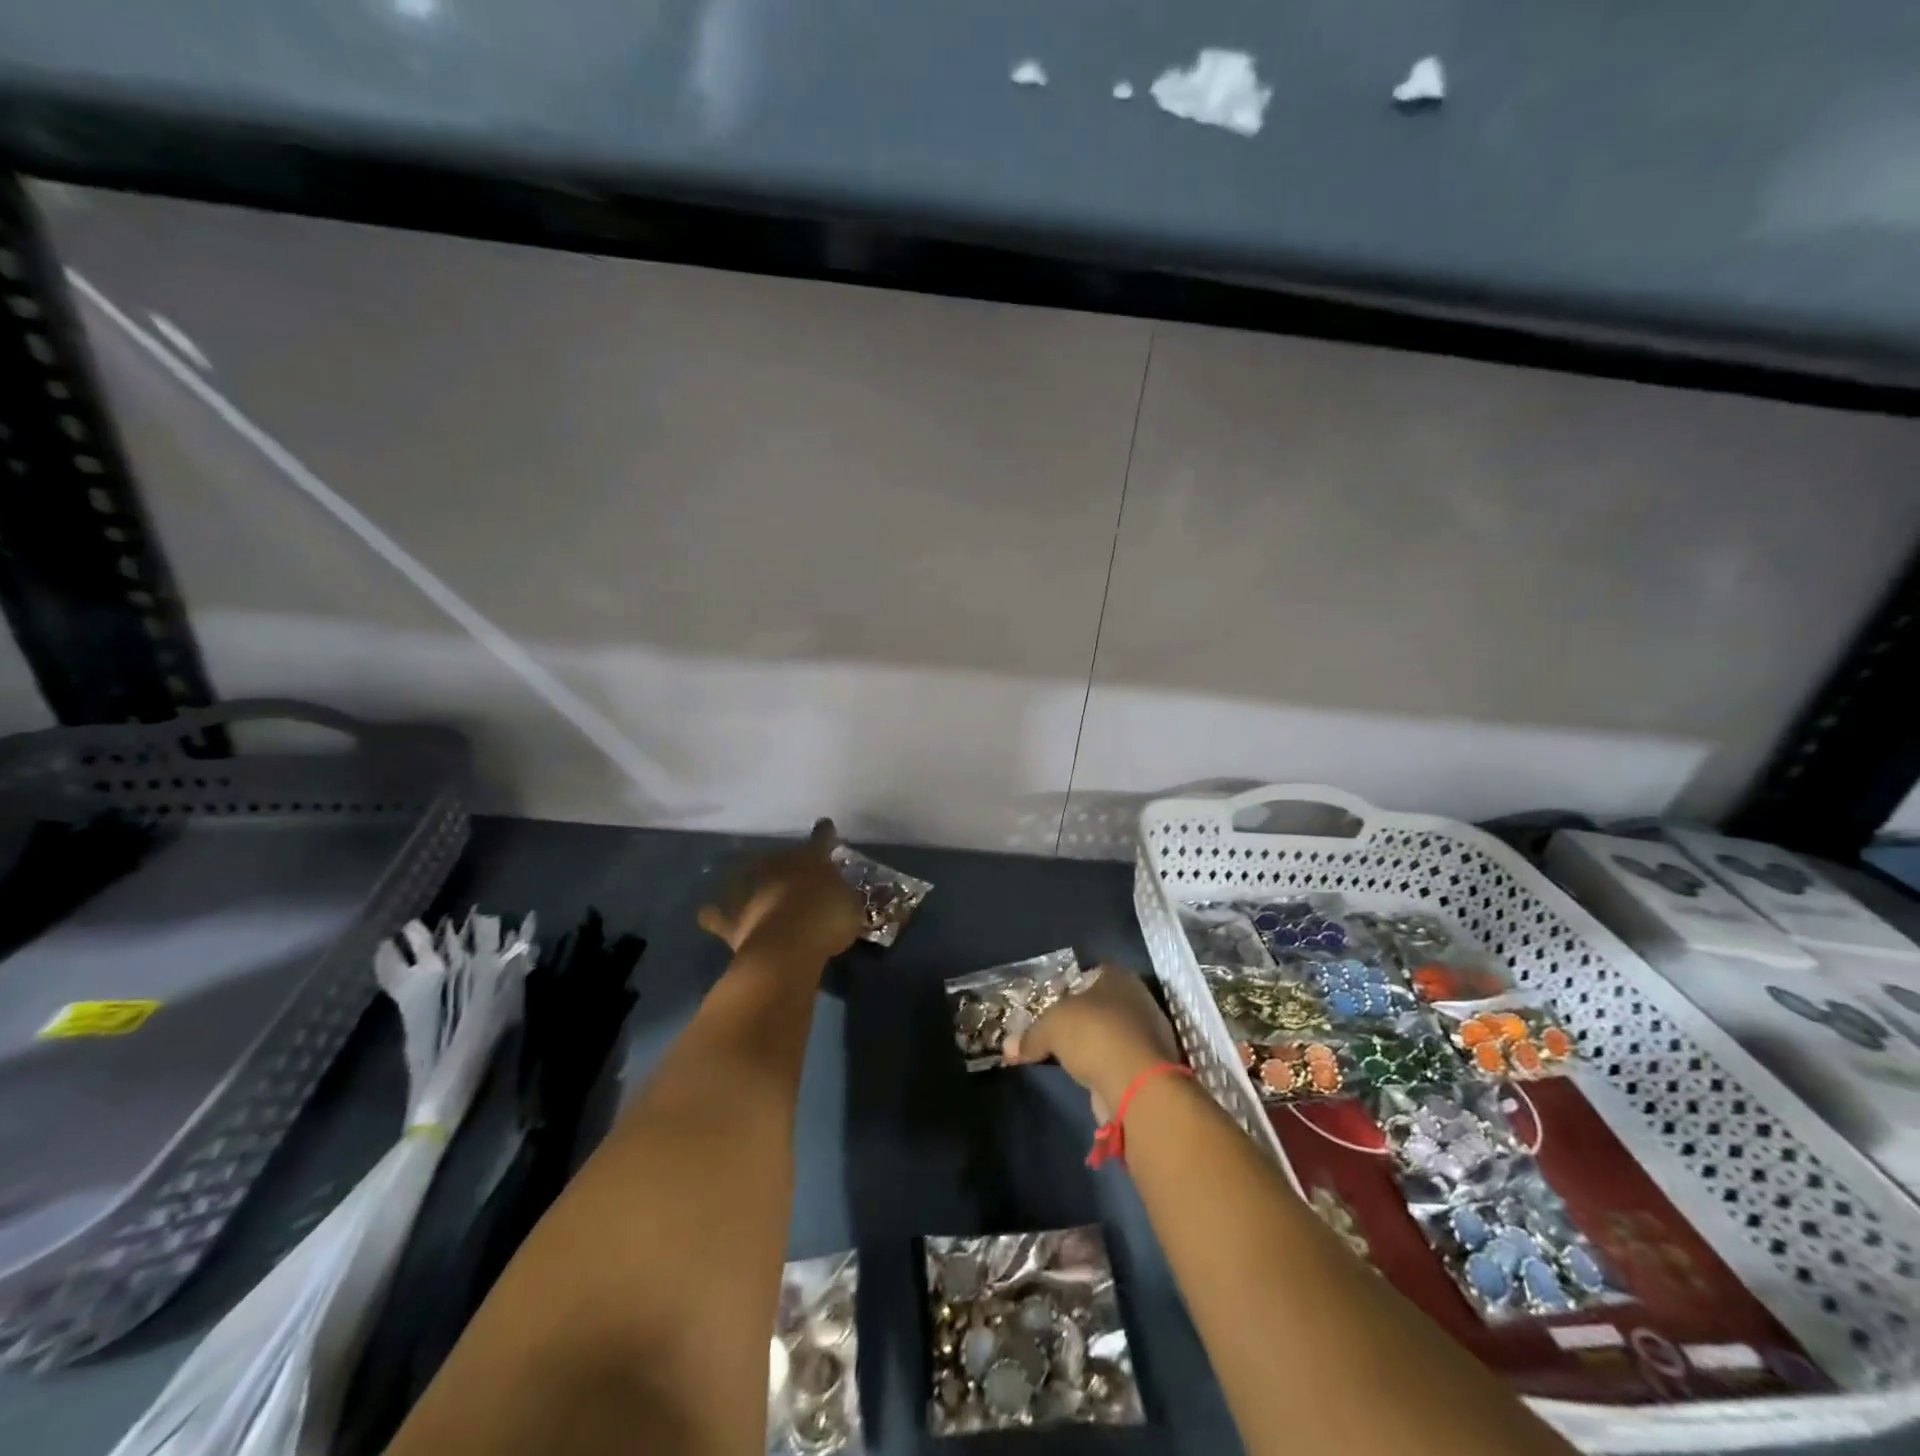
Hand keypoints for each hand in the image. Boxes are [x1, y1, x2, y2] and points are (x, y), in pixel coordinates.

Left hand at [697, 818, 862, 958]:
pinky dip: (716, 914)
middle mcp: (777, 864)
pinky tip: (713, 915)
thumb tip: (836, 897)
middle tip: (795, 879)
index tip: (825, 827)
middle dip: (787, 865)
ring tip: (753, 890)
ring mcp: (749, 887)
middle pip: (781, 856)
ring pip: (745, 875)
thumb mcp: (850, 907)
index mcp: (811, 858)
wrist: (786, 945)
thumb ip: (842, 897)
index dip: (825, 833)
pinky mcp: (730, 916)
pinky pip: (716, 914)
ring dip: (750, 882)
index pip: (821, 838)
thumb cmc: (826, 919)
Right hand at [1003, 965, 1184, 1120]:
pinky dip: (1106, 1067)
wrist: (1137, 1084)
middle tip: (1057, 1029)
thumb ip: (1030, 1036)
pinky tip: (1087, 1076)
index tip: (1053, 999)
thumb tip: (1008, 1048)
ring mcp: (1150, 1034)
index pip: (1094, 971)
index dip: (1072, 983)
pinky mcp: (1152, 1068)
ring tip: (1069, 1056)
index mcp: (1119, 977)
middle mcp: (1139, 999)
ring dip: (1096, 1044)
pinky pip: (1121, 1060)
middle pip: (1105, 1003)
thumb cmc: (1094, 1034)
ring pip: (1114, 1033)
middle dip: (1083, 1016)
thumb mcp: (1051, 1027)